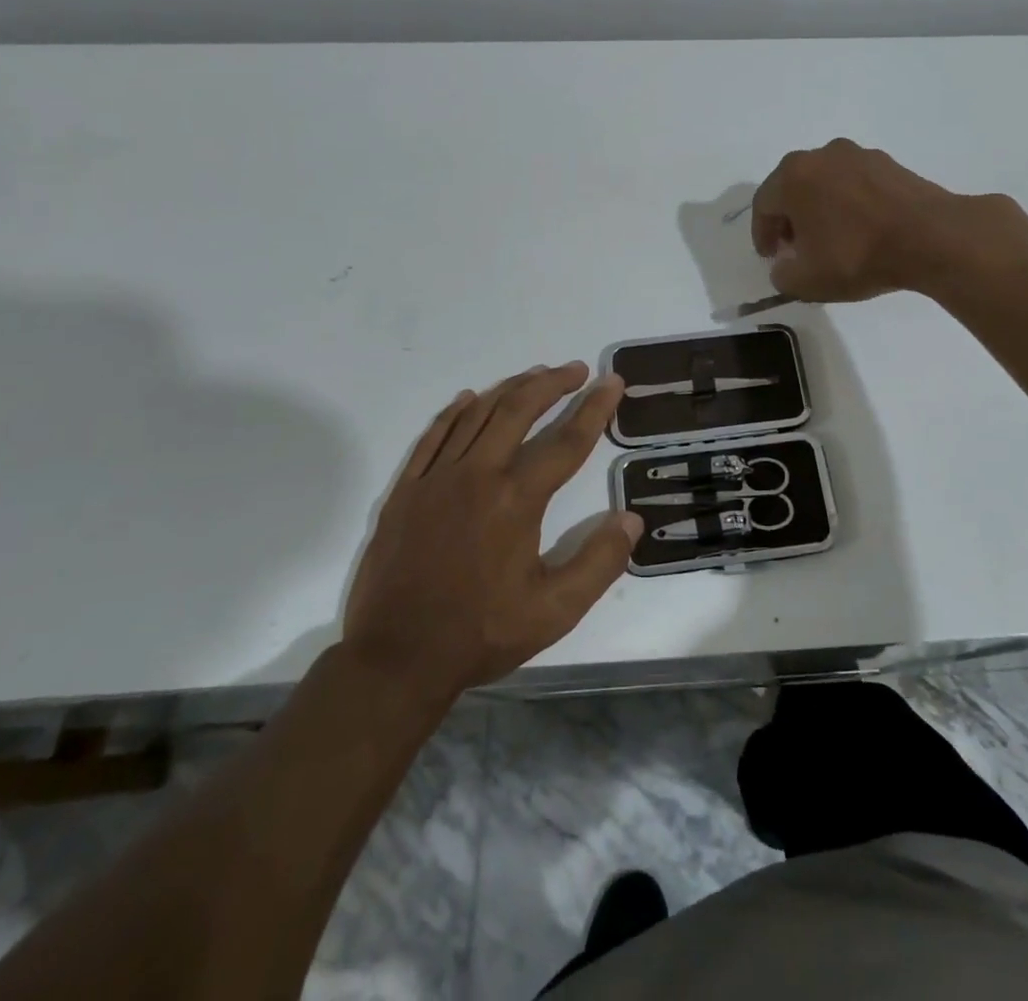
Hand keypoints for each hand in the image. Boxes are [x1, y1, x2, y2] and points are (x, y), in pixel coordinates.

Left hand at [343, 362, 641, 697]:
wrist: (396, 658)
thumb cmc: (480, 634)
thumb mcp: (554, 611)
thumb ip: (599, 563)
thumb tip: (631, 519)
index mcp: (516, 501)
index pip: (566, 442)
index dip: (594, 409)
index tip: (612, 382)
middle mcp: (477, 475)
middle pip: (519, 411)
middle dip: (552, 384)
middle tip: (576, 370)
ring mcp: (436, 479)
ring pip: (477, 415)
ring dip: (510, 389)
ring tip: (536, 376)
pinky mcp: (407, 490)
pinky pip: (433, 436)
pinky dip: (455, 412)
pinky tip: (468, 399)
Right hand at [752, 138, 1016, 301]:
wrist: (931, 238)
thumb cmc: (858, 256)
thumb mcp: (808, 281)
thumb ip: (783, 276)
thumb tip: (784, 267)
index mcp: (794, 176)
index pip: (763, 205)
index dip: (762, 235)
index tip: (770, 257)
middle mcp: (822, 155)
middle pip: (792, 187)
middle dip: (789, 218)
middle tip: (795, 247)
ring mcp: (858, 155)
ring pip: (825, 182)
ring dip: (819, 208)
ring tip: (829, 238)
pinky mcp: (889, 163)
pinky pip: (855, 183)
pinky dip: (849, 203)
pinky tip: (860, 229)